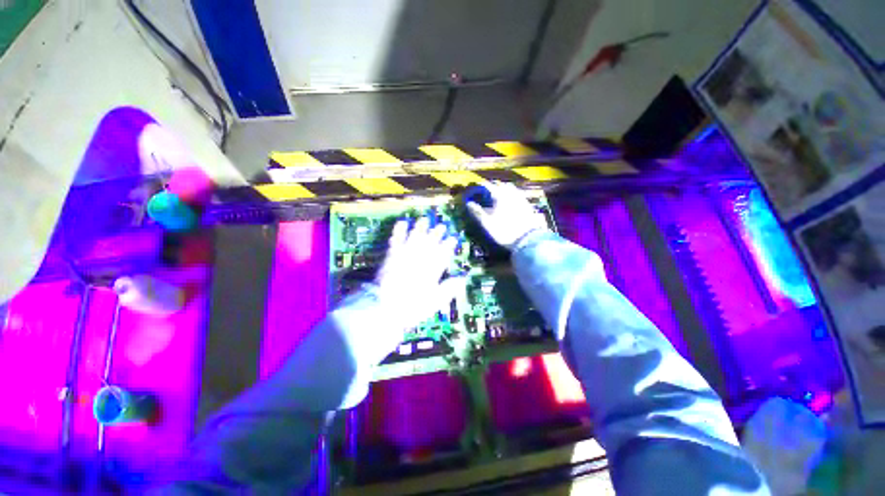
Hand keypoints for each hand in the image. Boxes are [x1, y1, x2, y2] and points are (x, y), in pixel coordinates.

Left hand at [373, 217, 465, 330]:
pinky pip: (396, 240)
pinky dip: (399, 231)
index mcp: (431, 270)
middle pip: (430, 243)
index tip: (453, 239)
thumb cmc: (411, 307)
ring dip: (420, 228)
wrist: (383, 306)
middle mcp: (419, 259)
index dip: (448, 245)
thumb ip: (448, 289)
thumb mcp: (434, 302)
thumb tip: (462, 279)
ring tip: (424, 219)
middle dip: (437, 234)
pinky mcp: (391, 256)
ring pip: (415, 238)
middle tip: (442, 226)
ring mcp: (405, 256)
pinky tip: (401, 223)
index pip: (443, 254)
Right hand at [466, 182, 548, 248]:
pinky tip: (509, 203)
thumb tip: (468, 203)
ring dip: (502, 190)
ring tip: (496, 196)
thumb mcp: (487, 223)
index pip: (487, 186)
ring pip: (509, 188)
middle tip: (484, 193)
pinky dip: (510, 195)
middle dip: (491, 187)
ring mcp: (520, 198)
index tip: (473, 191)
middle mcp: (510, 193)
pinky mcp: (527, 204)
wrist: (528, 240)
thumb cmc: (504, 231)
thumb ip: (477, 212)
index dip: (479, 187)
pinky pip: (517, 194)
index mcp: (499, 195)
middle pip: (499, 185)